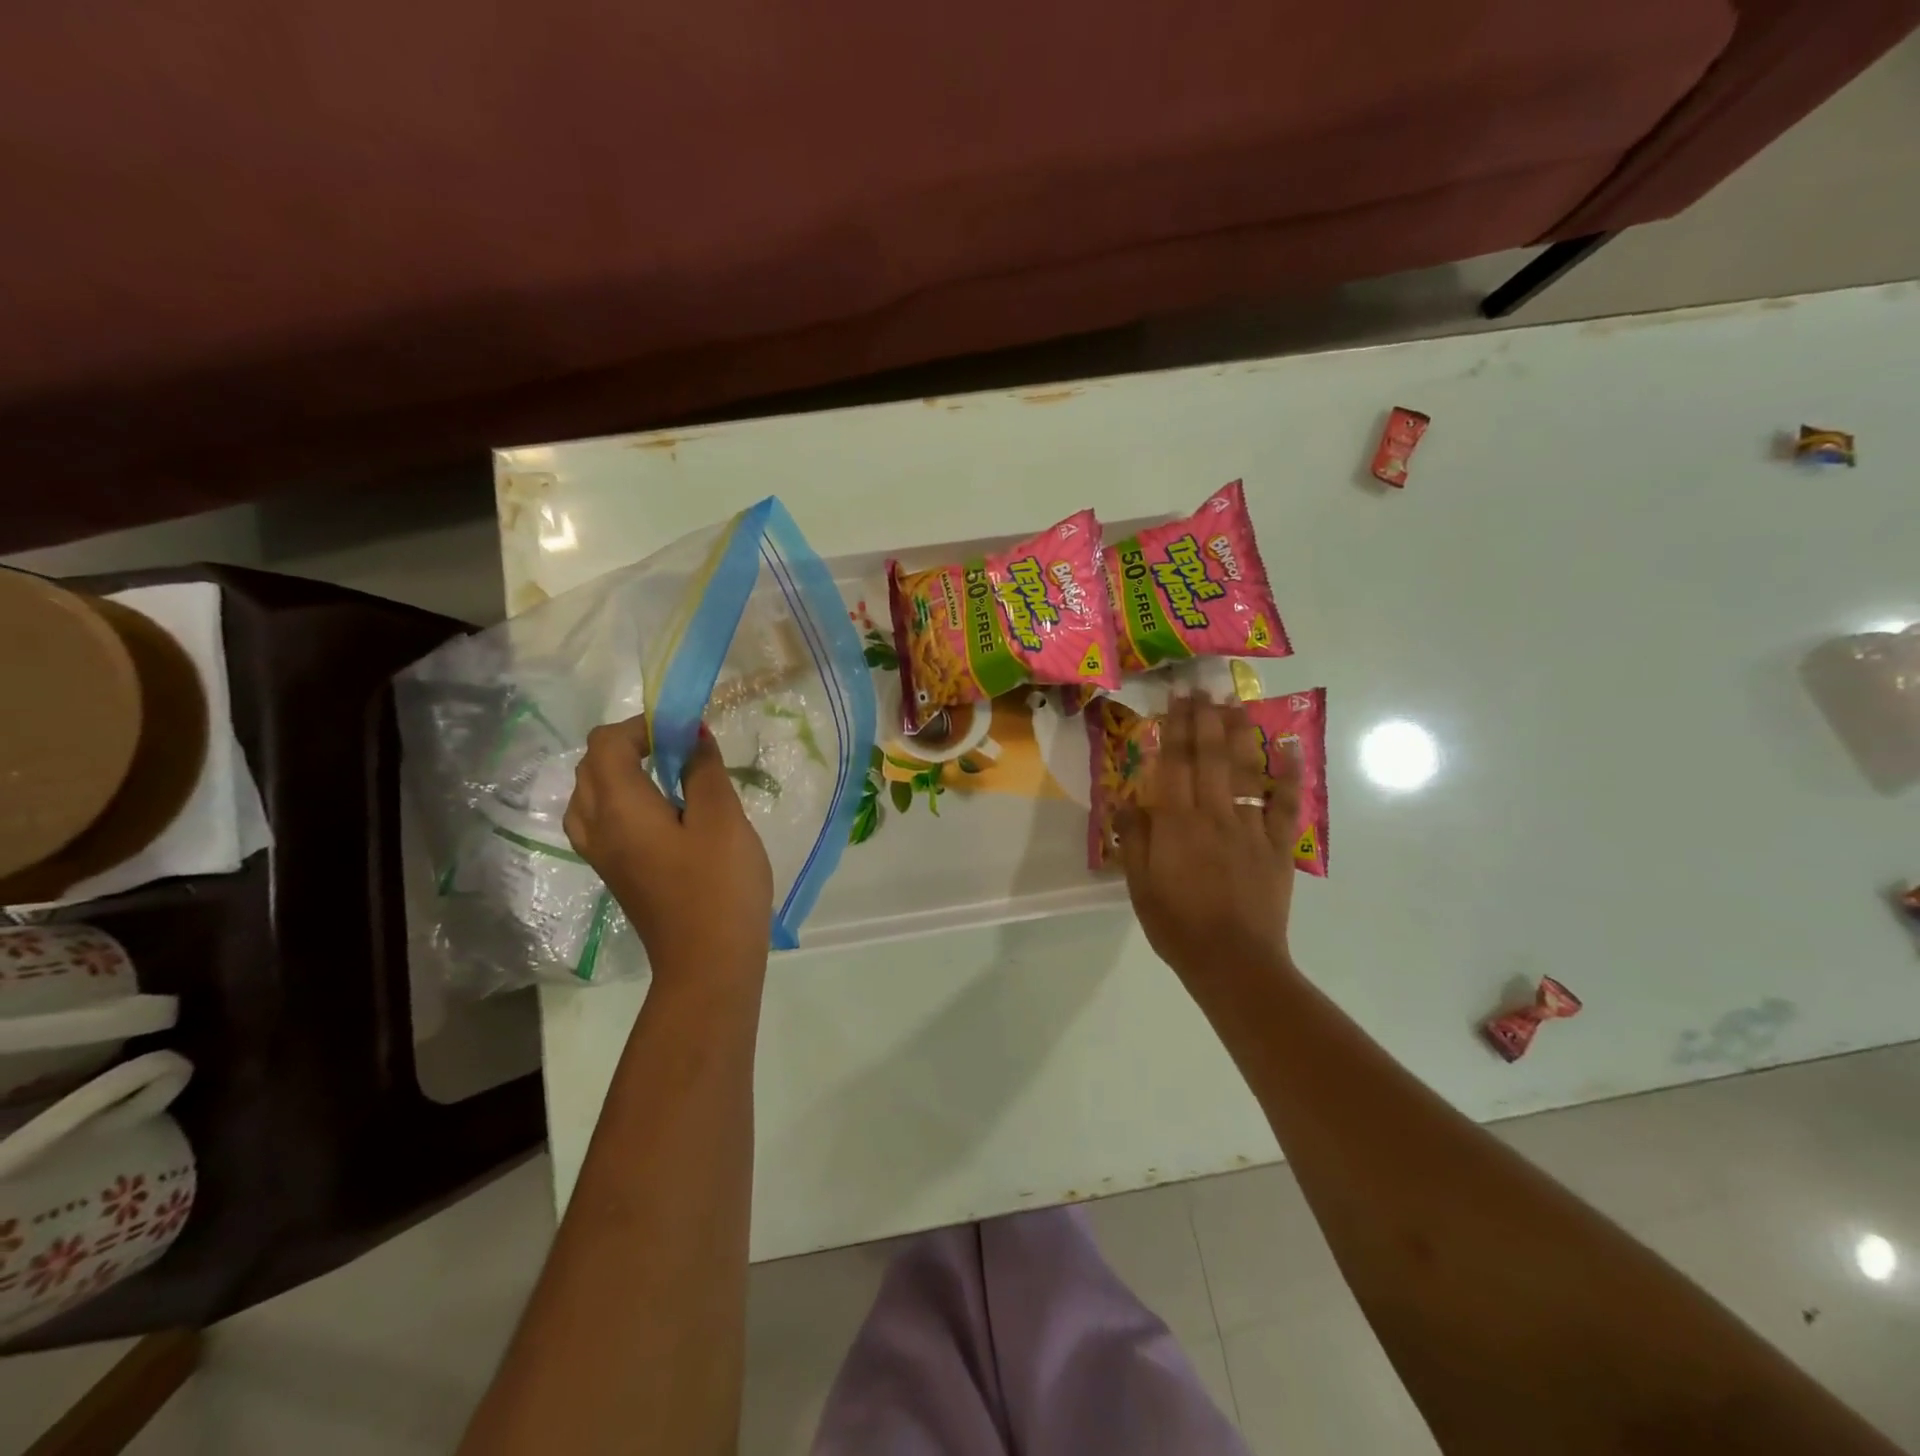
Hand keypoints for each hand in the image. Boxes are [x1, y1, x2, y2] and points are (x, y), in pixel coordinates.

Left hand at [564, 716, 773, 986]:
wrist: (708, 962)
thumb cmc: (719, 885)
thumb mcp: (722, 819)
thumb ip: (704, 771)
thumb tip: (692, 736)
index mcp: (618, 808)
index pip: (607, 744)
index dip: (642, 725)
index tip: (686, 730)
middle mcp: (597, 827)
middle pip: (591, 766)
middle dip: (629, 744)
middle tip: (679, 748)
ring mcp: (602, 854)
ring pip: (590, 794)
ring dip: (621, 772)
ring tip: (667, 775)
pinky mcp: (615, 872)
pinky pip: (601, 819)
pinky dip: (622, 799)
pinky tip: (663, 810)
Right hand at [1118, 693, 1300, 985]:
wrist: (1232, 961)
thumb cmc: (1176, 925)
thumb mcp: (1139, 885)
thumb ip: (1134, 839)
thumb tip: (1127, 799)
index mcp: (1175, 823)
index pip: (1174, 764)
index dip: (1175, 728)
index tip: (1175, 699)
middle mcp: (1213, 814)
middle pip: (1209, 757)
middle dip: (1205, 718)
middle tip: (1203, 687)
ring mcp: (1249, 827)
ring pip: (1245, 770)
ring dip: (1240, 733)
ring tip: (1236, 702)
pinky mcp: (1277, 846)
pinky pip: (1285, 804)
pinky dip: (1290, 774)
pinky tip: (1289, 746)